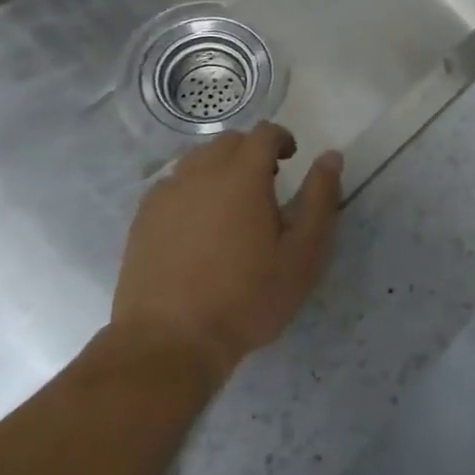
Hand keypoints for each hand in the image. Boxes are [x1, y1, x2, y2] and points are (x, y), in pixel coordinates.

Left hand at [109, 124, 342, 389]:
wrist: (171, 341)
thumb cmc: (247, 298)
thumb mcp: (302, 254)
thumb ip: (320, 199)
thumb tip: (331, 156)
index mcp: (242, 175)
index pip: (264, 133)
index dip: (282, 139)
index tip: (291, 159)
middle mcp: (201, 172)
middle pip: (229, 141)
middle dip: (251, 152)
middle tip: (267, 184)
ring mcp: (167, 193)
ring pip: (197, 160)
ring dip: (220, 168)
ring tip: (232, 204)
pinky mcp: (143, 217)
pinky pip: (173, 184)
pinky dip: (192, 189)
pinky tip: (198, 224)